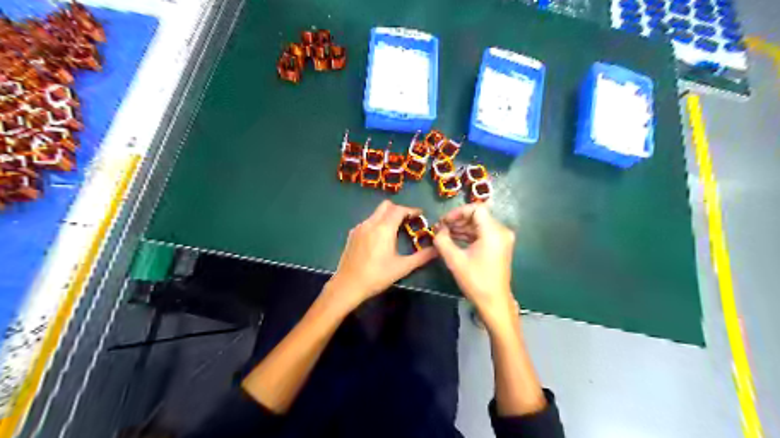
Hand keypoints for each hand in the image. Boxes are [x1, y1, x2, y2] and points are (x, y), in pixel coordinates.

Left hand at [327, 200, 436, 308]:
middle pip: (386, 206)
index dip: (411, 210)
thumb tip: (437, 250)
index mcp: (384, 228)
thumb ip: (422, 257)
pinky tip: (380, 239)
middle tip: (408, 221)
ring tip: (395, 231)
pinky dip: (377, 224)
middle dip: (399, 210)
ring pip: (376, 213)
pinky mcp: (352, 234)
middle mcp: (370, 223)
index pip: (399, 210)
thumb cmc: (377, 276)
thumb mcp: (402, 267)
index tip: (420, 215)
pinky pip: (368, 222)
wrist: (348, 285)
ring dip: (387, 216)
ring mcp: (359, 227)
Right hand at [432, 206, 515, 328]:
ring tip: (445, 234)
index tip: (444, 222)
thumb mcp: (455, 260)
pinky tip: (455, 239)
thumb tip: (438, 229)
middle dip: (458, 220)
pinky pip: (483, 233)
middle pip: (478, 216)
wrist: (494, 302)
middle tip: (441, 228)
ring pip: (480, 224)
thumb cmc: (475, 281)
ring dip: (462, 227)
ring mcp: (502, 239)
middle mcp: (501, 231)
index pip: (476, 209)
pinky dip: (469, 234)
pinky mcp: (500, 246)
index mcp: (493, 232)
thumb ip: (443, 240)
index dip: (458, 212)